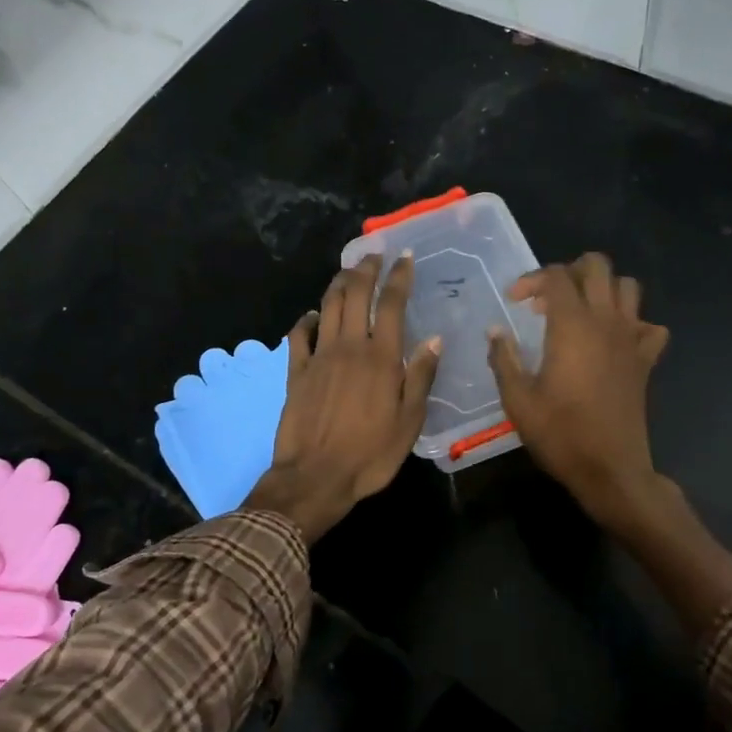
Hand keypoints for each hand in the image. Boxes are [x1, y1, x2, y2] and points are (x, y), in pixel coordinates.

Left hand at [244, 253, 441, 542]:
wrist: (315, 476)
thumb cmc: (369, 454)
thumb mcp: (409, 422)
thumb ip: (420, 378)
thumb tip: (434, 340)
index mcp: (381, 358)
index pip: (392, 305)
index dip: (399, 278)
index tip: (405, 258)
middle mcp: (349, 347)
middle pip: (355, 295)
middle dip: (366, 270)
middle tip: (374, 255)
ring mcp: (319, 357)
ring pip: (327, 306)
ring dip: (338, 284)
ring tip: (348, 271)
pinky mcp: (296, 372)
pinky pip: (299, 335)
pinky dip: (307, 319)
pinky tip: (313, 315)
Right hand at [488, 253, 670, 529]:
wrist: (610, 468)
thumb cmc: (560, 434)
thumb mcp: (518, 400)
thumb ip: (504, 359)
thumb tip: (495, 331)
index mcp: (572, 326)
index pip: (556, 276)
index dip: (531, 280)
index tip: (514, 302)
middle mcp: (606, 322)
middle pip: (598, 266)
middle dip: (570, 271)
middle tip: (549, 298)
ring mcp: (631, 339)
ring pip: (628, 287)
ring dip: (603, 289)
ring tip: (580, 312)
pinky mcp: (646, 361)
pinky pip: (650, 327)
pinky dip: (634, 324)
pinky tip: (614, 341)